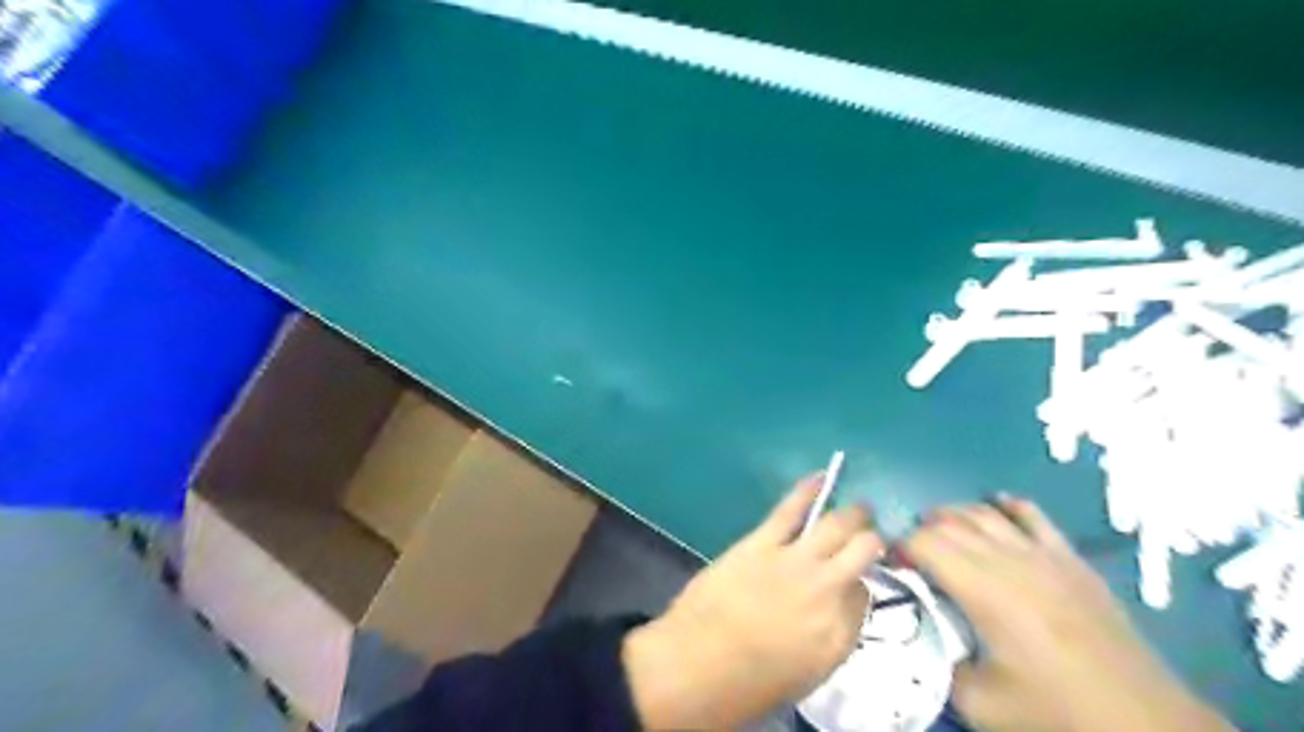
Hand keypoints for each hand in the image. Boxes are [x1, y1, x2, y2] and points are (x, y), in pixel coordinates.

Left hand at [622, 472, 886, 729]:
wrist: (698, 665)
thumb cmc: (750, 684)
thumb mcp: (808, 674)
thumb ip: (832, 636)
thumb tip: (839, 607)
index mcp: (840, 633)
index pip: (866, 596)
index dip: (859, 585)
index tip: (850, 583)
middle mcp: (829, 591)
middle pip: (863, 552)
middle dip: (871, 541)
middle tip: (871, 535)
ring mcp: (796, 561)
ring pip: (836, 526)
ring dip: (854, 514)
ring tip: (861, 507)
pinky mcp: (762, 542)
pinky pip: (790, 510)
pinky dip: (807, 491)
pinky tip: (820, 478)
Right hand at [905, 493, 1233, 729]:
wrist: (1144, 723)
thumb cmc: (1055, 712)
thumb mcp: (980, 704)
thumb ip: (938, 662)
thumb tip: (917, 635)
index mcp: (982, 588)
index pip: (924, 543)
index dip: (899, 547)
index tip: (892, 566)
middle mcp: (1008, 558)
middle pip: (949, 523)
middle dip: (920, 530)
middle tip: (911, 556)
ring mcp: (1043, 554)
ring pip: (984, 513)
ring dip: (954, 515)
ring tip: (939, 530)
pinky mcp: (1070, 559)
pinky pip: (1033, 516)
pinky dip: (1007, 506)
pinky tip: (995, 506)